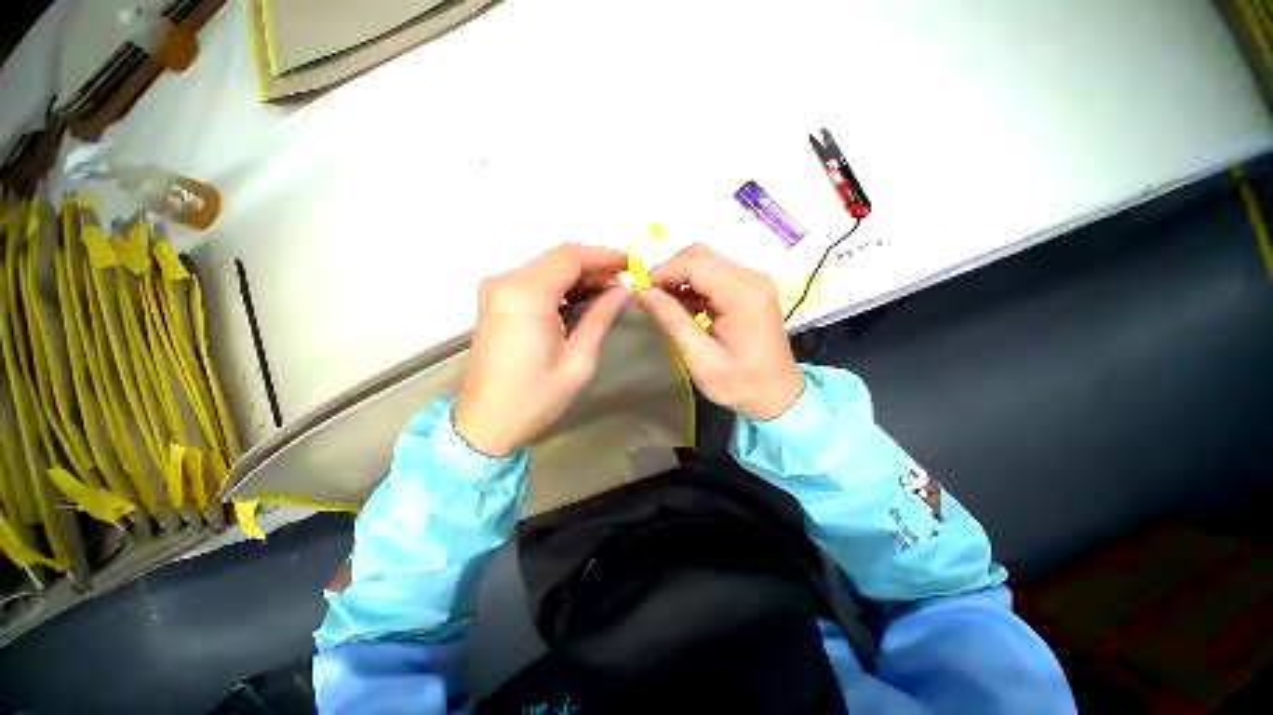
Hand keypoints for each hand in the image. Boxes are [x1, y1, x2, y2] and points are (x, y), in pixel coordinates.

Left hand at [454, 245, 627, 455]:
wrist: (486, 423)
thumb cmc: (536, 396)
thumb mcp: (578, 359)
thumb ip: (600, 317)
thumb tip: (622, 291)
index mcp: (527, 295)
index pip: (570, 257)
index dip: (603, 257)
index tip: (630, 264)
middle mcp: (506, 282)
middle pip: (557, 259)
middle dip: (593, 266)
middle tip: (621, 283)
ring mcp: (496, 290)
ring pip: (545, 267)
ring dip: (577, 276)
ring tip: (606, 292)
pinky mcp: (494, 302)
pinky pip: (533, 281)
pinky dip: (559, 286)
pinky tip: (579, 300)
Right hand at [636, 244, 804, 420]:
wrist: (778, 395)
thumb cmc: (741, 384)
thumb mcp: (701, 358)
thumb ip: (672, 321)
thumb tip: (643, 292)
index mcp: (743, 293)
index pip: (696, 263)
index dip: (663, 271)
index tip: (639, 289)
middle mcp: (751, 278)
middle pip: (701, 256)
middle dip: (670, 272)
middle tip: (648, 296)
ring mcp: (752, 282)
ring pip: (706, 264)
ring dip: (679, 279)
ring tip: (660, 303)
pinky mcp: (749, 290)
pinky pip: (714, 277)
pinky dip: (692, 287)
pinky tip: (680, 307)